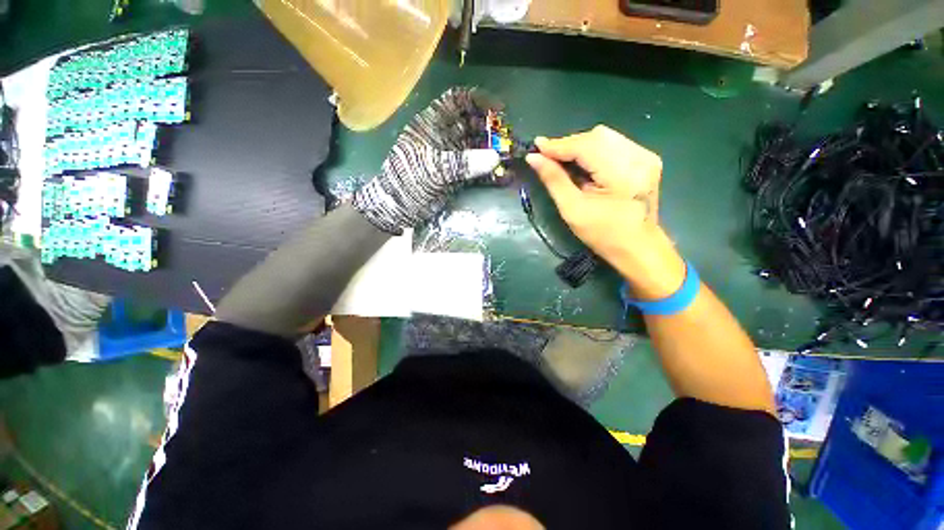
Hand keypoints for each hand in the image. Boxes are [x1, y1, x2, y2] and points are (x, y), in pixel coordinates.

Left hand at [352, 88, 501, 234]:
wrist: (397, 210)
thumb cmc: (408, 182)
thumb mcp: (433, 169)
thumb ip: (462, 163)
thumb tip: (494, 158)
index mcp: (432, 126)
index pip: (457, 102)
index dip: (478, 101)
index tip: (500, 110)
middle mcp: (444, 138)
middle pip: (471, 126)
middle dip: (491, 131)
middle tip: (509, 140)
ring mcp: (451, 159)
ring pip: (476, 149)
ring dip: (493, 153)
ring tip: (511, 159)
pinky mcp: (455, 177)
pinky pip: (476, 171)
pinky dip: (490, 175)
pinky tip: (504, 178)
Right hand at [527, 125, 684, 298]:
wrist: (638, 247)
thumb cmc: (603, 234)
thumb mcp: (572, 210)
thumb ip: (553, 180)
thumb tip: (533, 158)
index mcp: (622, 173)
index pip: (585, 146)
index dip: (558, 145)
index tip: (535, 146)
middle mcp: (639, 156)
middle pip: (596, 136)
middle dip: (568, 144)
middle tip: (547, 156)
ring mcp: (646, 155)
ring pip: (605, 137)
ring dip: (579, 146)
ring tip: (561, 160)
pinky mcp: (646, 159)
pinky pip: (613, 144)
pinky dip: (593, 150)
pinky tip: (582, 163)